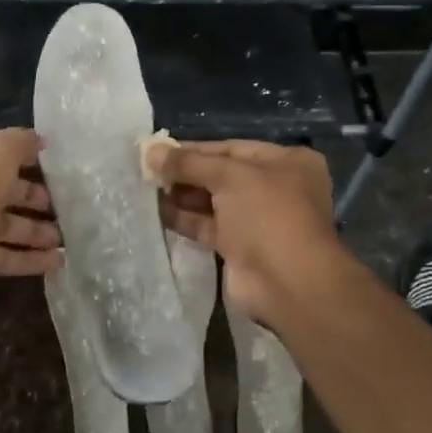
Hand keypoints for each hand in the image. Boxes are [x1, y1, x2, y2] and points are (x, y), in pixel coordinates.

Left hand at [0, 128, 62, 307]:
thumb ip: (21, 143)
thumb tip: (40, 141)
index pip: (3, 152)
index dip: (29, 158)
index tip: (59, 167)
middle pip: (7, 191)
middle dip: (35, 198)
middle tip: (68, 206)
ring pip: (9, 226)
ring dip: (37, 232)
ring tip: (68, 239)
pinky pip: (6, 257)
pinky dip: (30, 260)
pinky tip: (58, 263)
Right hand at [148, 140, 343, 326]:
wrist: (287, 284)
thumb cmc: (267, 215)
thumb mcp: (229, 176)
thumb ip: (188, 163)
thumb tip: (150, 151)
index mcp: (286, 162)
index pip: (231, 148)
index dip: (193, 149)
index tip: (158, 150)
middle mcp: (275, 188)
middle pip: (220, 174)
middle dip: (184, 173)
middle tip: (146, 170)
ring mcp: (258, 220)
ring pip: (212, 201)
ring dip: (180, 195)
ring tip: (144, 188)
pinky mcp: (240, 247)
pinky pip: (207, 226)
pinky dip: (184, 218)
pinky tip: (155, 211)